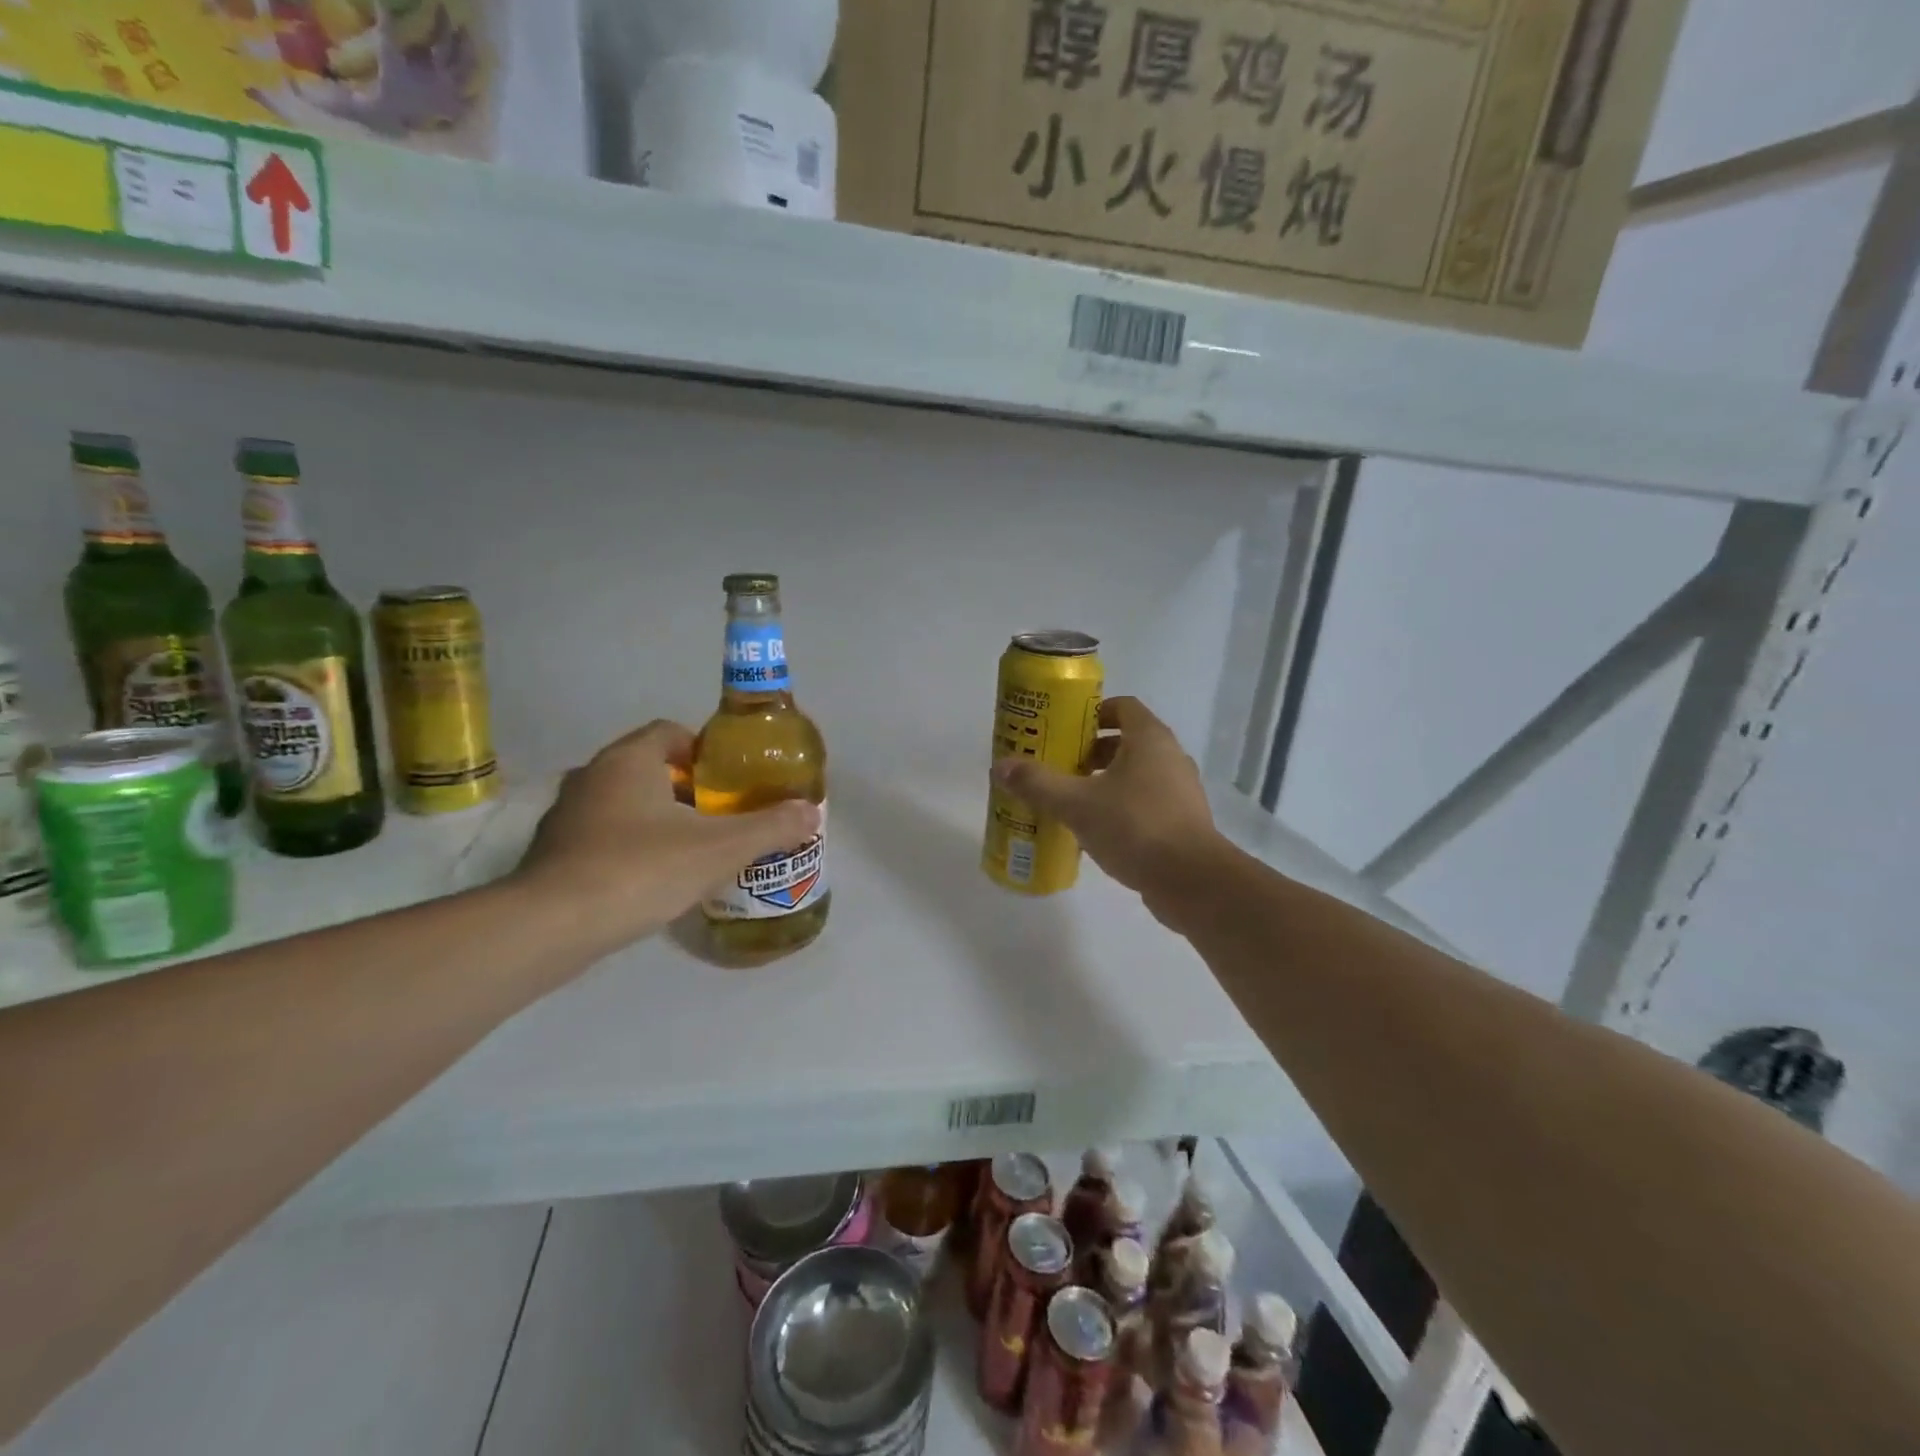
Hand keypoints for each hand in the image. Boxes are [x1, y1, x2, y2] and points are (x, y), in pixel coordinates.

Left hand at [512, 721, 820, 952]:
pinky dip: (628, 847)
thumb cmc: (641, 869)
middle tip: (719, 816)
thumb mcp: (720, 848)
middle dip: (686, 788)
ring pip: (623, 803)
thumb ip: (770, 827)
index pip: (669, 732)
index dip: (704, 750)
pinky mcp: (551, 853)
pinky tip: (650, 880)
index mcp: (629, 760)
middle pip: (648, 767)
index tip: (728, 780)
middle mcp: (592, 776)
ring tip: (691, 850)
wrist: (551, 926)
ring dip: (656, 818)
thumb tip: (811, 812)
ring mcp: (566, 815)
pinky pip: (601, 836)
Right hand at [991, 696, 1224, 916]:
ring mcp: (1181, 791)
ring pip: (1137, 775)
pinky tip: (1097, 831)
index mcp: (1149, 739)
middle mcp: (1170, 757)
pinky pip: (1146, 803)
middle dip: (1091, 752)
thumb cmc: (1134, 827)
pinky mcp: (1183, 822)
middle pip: (1127, 741)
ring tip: (1073, 802)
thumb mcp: (1076, 804)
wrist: (1191, 881)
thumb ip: (1038, 784)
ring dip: (1105, 782)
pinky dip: (1122, 808)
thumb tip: (1001, 766)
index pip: (1122, 707)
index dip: (1092, 714)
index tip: (1064, 732)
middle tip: (1060, 768)